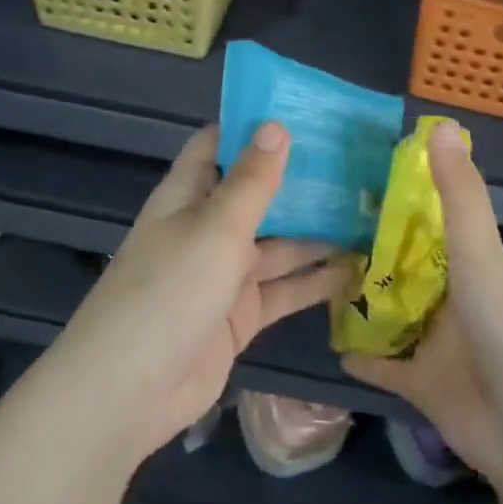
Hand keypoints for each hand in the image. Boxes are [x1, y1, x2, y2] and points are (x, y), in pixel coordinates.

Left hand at [57, 122, 357, 462]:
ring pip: (278, 244)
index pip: (219, 146)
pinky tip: (357, 270)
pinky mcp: (240, 315)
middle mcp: (207, 228)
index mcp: (188, 196)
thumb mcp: (215, 228)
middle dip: (300, 181)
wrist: (131, 392)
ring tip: (371, 214)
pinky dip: (315, 281)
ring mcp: (225, 275)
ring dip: (317, 233)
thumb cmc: (169, 291)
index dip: (253, 127)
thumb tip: (275, 125)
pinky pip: (284, 290)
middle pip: (257, 195)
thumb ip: (251, 181)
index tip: (304, 112)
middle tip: (358, 163)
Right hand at [341, 120, 502, 494]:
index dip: (391, 199)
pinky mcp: (421, 385)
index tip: (346, 177)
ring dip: (357, 299)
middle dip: (363, 249)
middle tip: (308, 224)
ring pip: (388, 312)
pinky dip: (360, 355)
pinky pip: (383, 365)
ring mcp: (435, 343)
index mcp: (469, 262)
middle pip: (401, 266)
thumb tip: (440, 124)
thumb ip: (458, 196)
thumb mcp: (481, 255)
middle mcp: (451, 298)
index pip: (425, 222)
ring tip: (307, 274)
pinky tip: (326, 341)